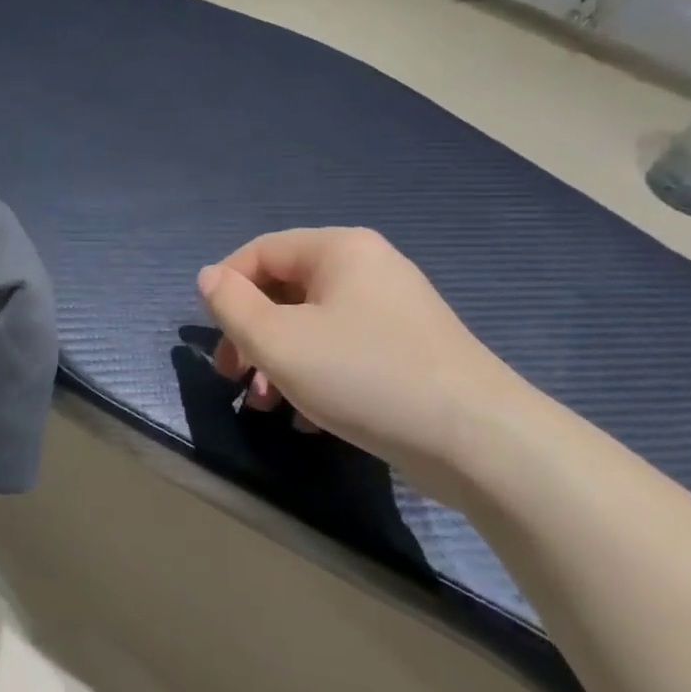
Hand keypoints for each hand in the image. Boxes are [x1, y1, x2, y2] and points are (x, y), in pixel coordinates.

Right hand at [197, 228, 537, 494]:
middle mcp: (367, 266)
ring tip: (266, 404)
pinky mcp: (410, 349)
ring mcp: (393, 308)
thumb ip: (232, 305)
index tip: (212, 338)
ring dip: (278, 360)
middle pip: (285, 289)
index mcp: (338, 249)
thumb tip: (209, 277)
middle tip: (233, 377)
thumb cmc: (366, 377)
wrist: (481, 441)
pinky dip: (315, 375)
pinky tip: (307, 418)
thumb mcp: (279, 342)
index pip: (260, 252)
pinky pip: (343, 348)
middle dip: (251, 334)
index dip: (225, 290)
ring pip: (312, 324)